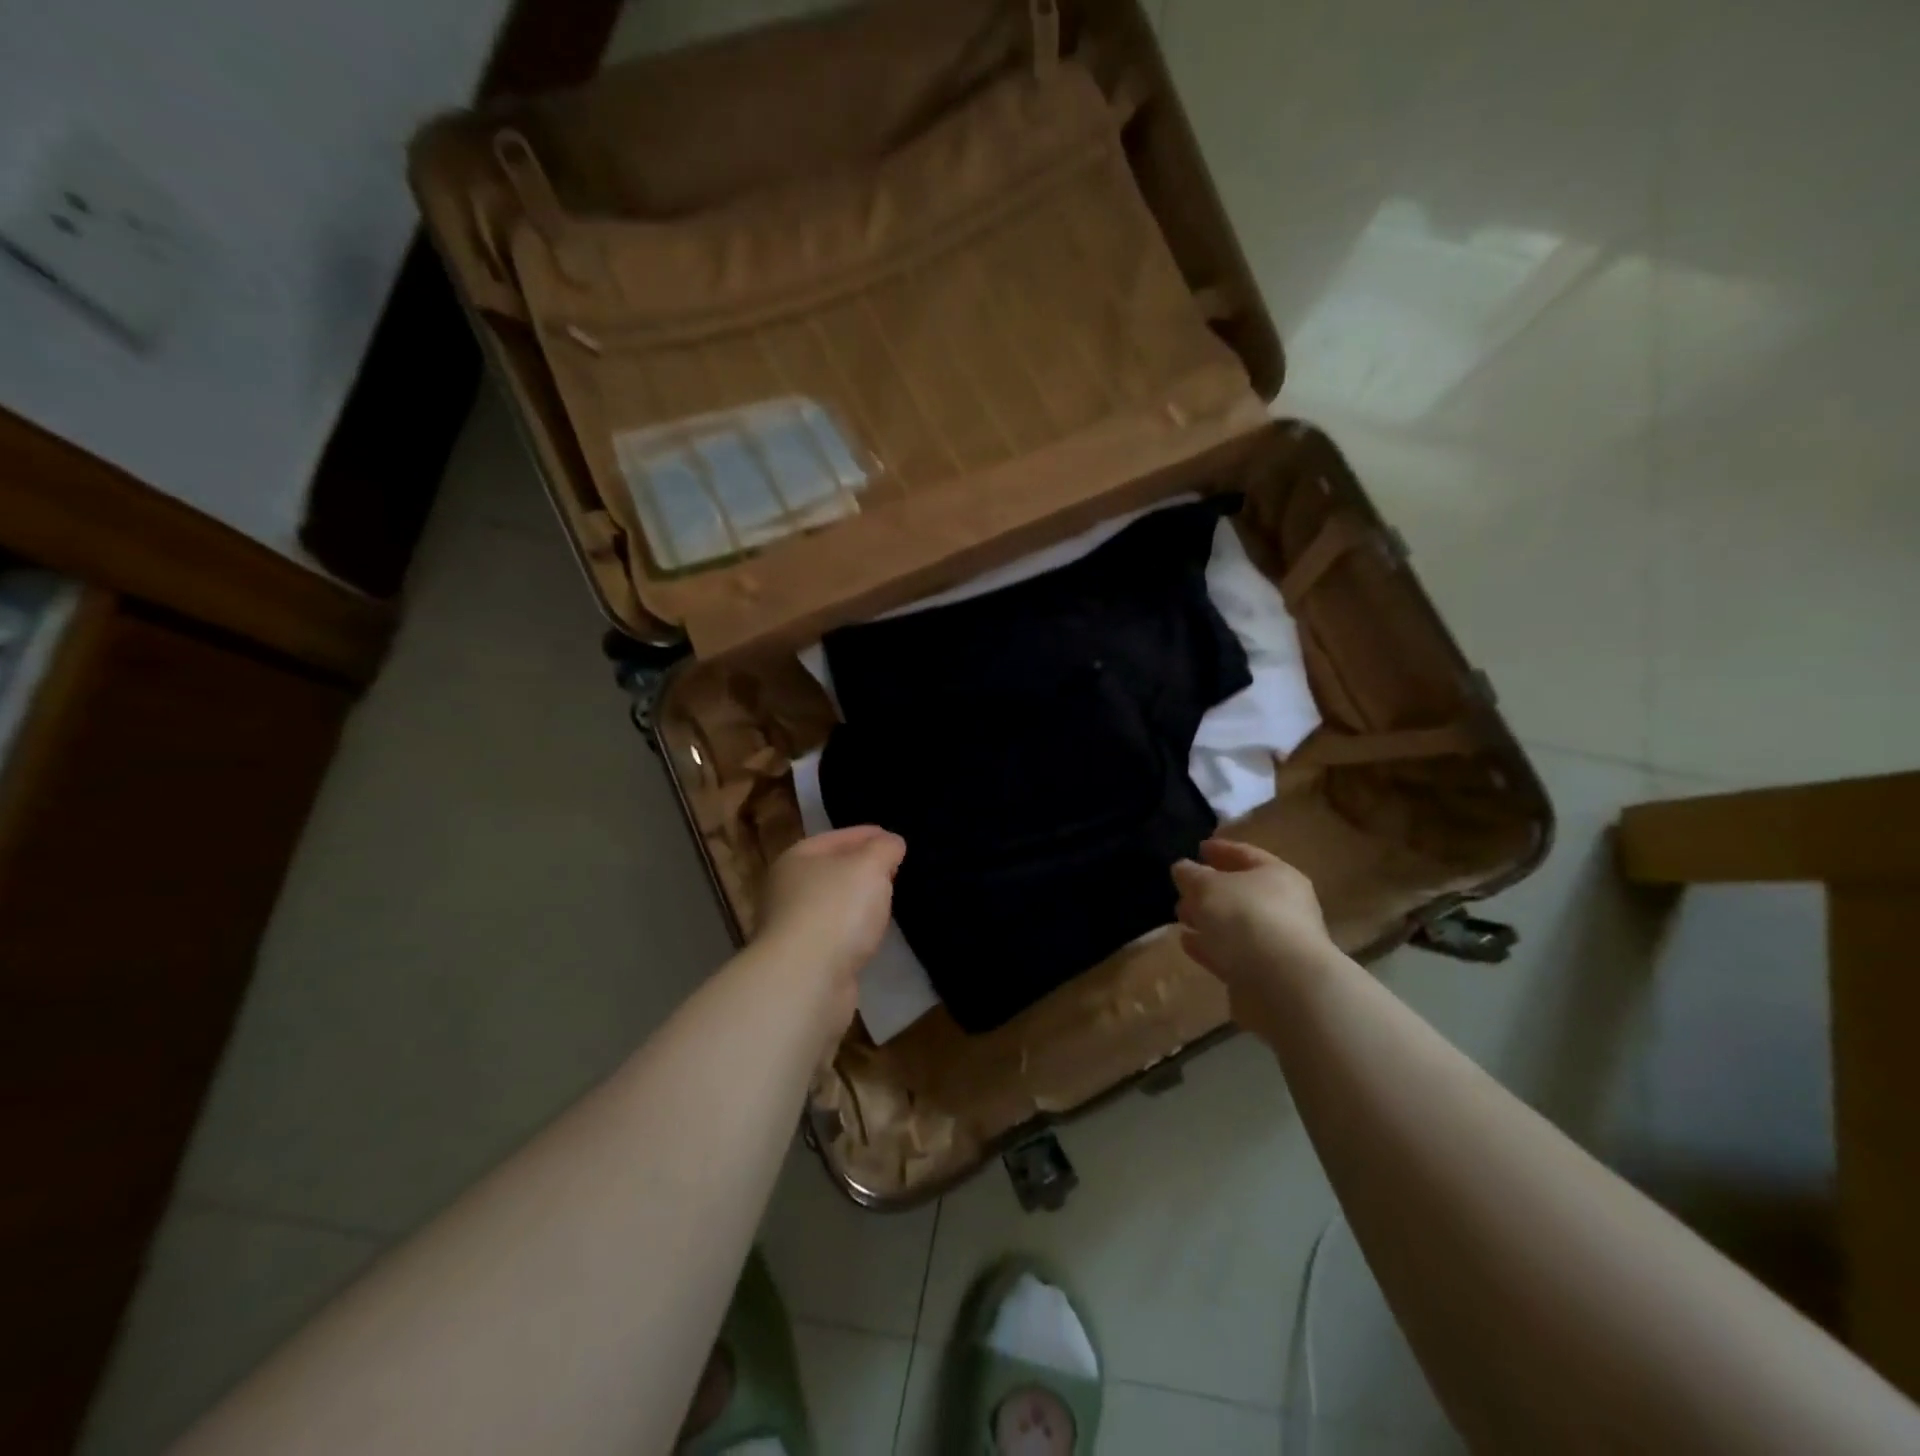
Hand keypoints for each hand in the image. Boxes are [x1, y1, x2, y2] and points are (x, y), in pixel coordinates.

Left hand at [754, 826, 905, 1028]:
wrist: (806, 979)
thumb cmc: (836, 909)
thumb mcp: (869, 866)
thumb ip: (884, 849)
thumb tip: (891, 843)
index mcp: (797, 858)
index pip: (838, 837)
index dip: (869, 835)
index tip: (897, 841)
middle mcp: (788, 889)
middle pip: (833, 870)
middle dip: (864, 869)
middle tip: (896, 871)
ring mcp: (793, 926)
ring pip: (834, 904)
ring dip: (857, 902)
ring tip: (887, 902)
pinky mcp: (805, 960)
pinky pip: (836, 934)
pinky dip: (853, 931)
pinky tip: (870, 934)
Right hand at [1171, 840, 1335, 1018]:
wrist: (1283, 984)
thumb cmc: (1246, 918)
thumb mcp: (1208, 887)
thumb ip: (1192, 874)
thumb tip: (1183, 868)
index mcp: (1277, 875)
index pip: (1245, 854)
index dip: (1220, 849)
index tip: (1198, 847)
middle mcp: (1283, 905)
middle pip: (1241, 891)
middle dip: (1209, 889)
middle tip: (1182, 889)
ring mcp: (1277, 941)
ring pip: (1235, 924)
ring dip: (1208, 919)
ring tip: (1180, 917)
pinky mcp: (1266, 973)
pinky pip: (1233, 952)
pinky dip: (1211, 946)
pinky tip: (1188, 943)